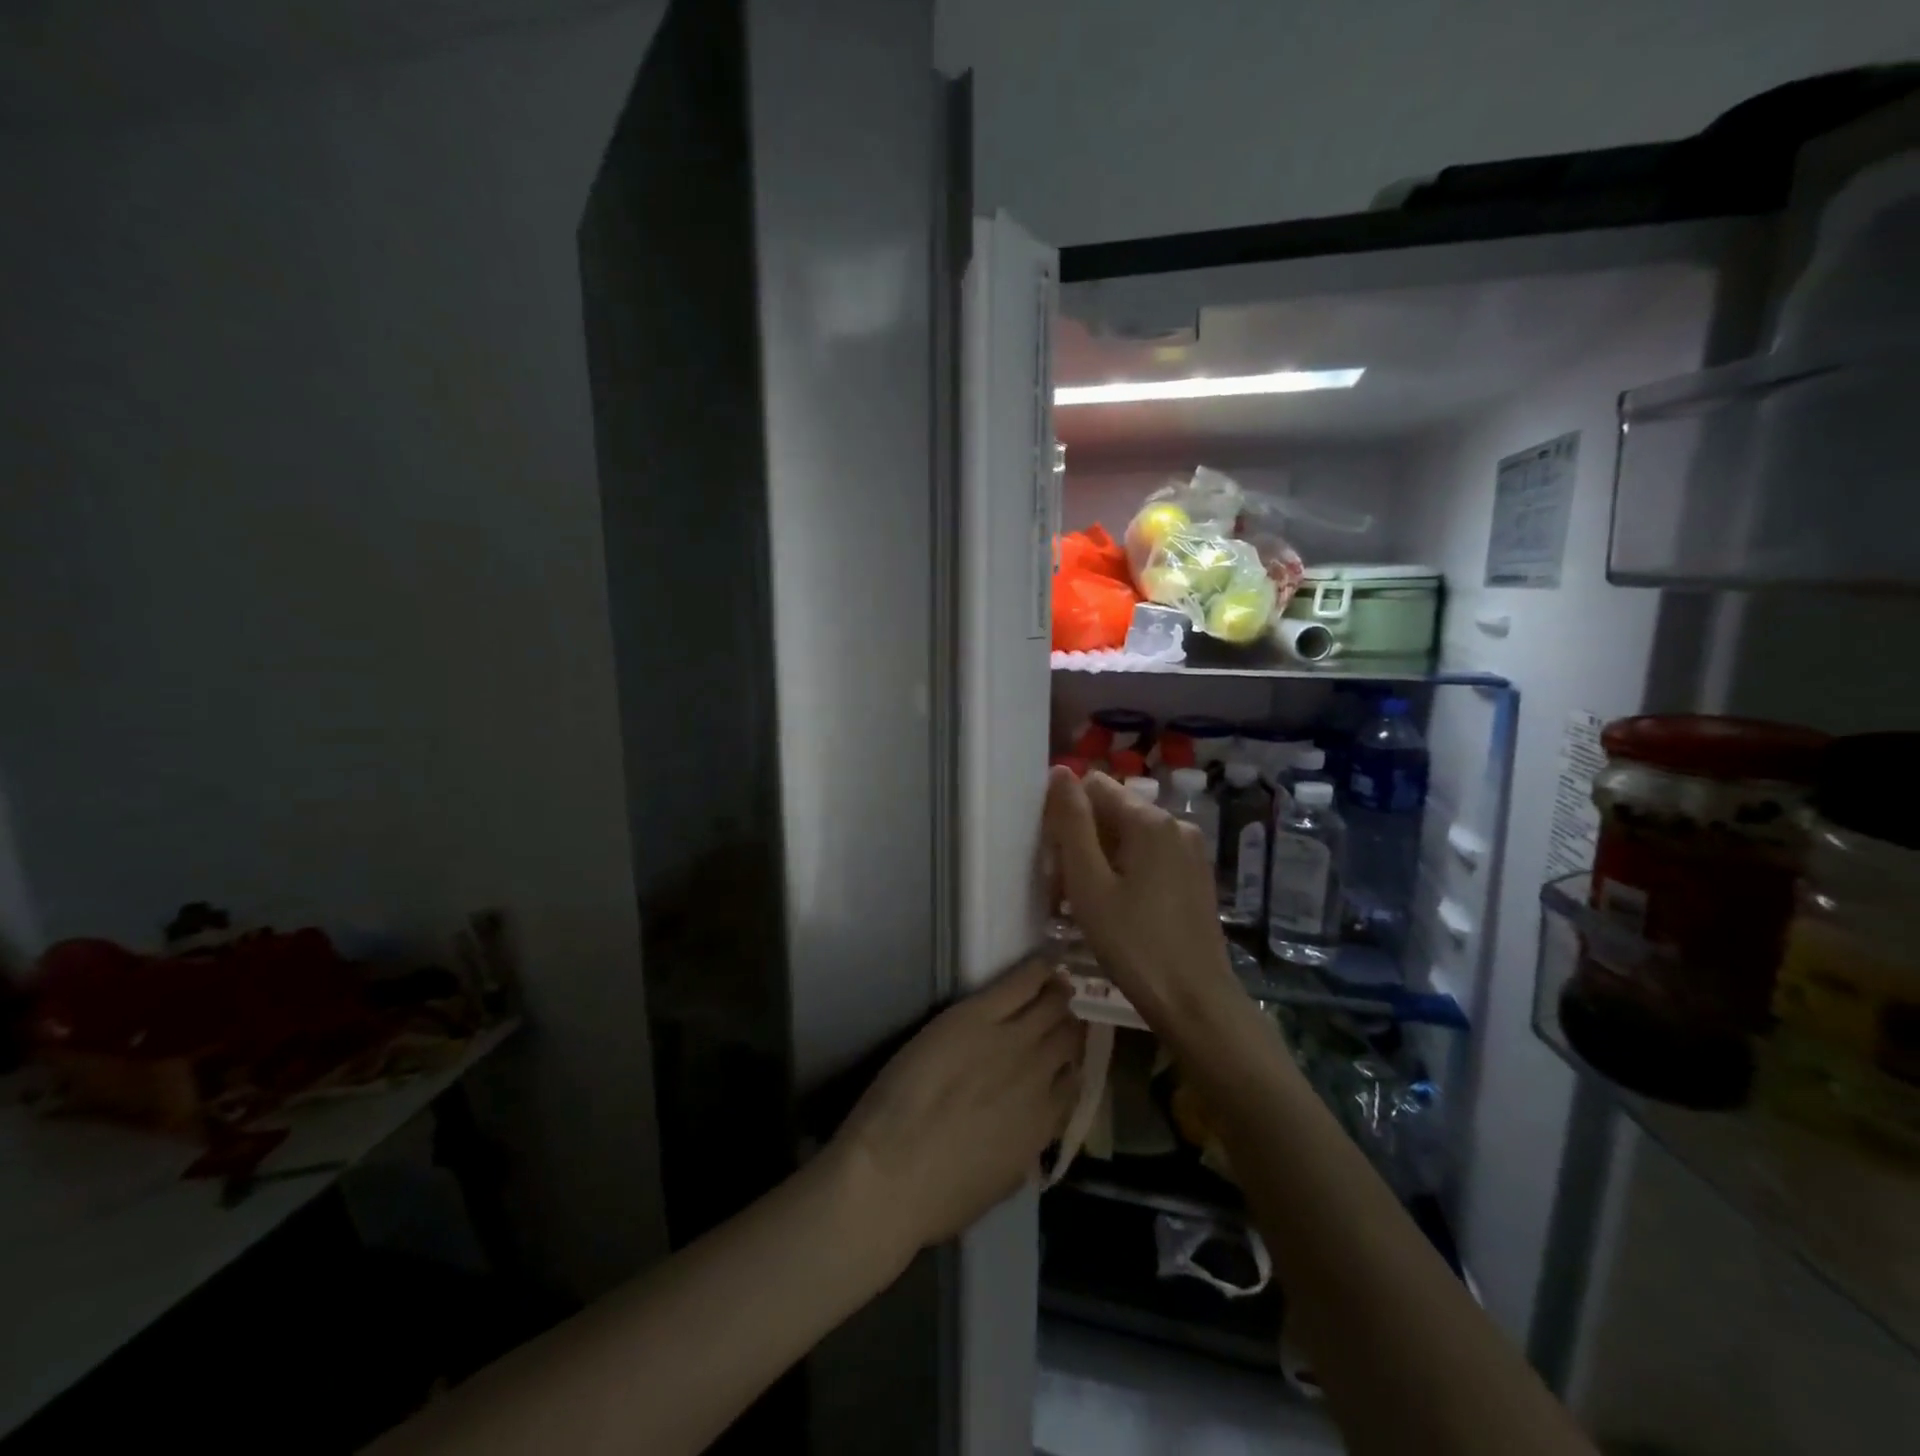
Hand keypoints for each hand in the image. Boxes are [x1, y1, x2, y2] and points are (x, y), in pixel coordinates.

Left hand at [831, 960, 1083, 1256]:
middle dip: (1068, 1022)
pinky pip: (1021, 983)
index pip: (1074, 1081)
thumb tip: (1030, 1128)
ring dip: (1058, 993)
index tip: (1065, 1053)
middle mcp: (1038, 1076)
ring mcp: (1011, 1042)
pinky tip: (1046, 960)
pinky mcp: (976, 1015)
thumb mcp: (1000, 1182)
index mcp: (1043, 1123)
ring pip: (1052, 1006)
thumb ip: (1025, 1147)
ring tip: (1056, 981)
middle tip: (1061, 1009)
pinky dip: (1038, 969)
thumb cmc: (938, 1195)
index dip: (1070, 1062)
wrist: (892, 1173)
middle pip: (1068, 1036)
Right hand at [1043, 767, 1240, 1031]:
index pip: (1094, 786)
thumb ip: (1072, 823)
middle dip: (1083, 841)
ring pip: (1131, 837)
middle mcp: (1176, 824)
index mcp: (1150, 820)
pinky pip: (1151, 856)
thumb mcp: (1089, 883)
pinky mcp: (1197, 875)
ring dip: (1102, 860)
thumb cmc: (1133, 943)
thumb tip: (1061, 772)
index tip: (1056, 858)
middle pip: (1113, 811)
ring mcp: (1192, 850)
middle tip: (1065, 891)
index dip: (1067, 815)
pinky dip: (1126, 872)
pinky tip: (1118, 910)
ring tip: (1087, 906)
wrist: (1195, 1001)